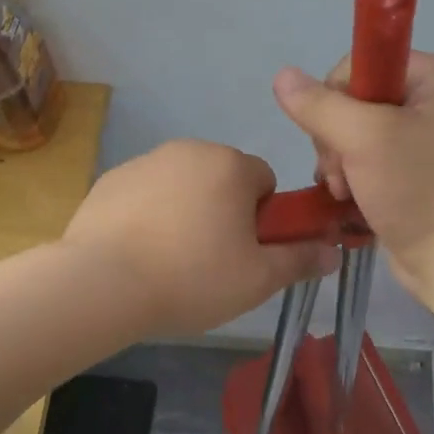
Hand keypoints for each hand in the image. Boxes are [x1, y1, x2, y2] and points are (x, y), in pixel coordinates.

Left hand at [64, 140, 332, 335]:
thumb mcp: (258, 279)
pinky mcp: (110, 180)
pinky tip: (138, 252)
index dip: (263, 218)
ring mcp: (144, 162)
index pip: (265, 180)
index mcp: (230, 165)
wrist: (101, 284)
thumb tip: (332, 252)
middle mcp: (189, 150)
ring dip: (186, 211)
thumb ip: (299, 260)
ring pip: (183, 185)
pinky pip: (146, 194)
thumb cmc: (192, 277)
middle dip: (224, 211)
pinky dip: (149, 215)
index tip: (246, 251)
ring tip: (171, 261)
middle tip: (212, 261)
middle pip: (223, 179)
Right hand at [272, 52, 433, 299]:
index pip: (357, 66)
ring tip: (345, 194)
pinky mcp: (412, 174)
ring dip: (339, 166)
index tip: (339, 138)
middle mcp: (430, 100)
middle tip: (342, 174)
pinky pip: (366, 163)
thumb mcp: (365, 138)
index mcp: (432, 75)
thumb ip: (319, 106)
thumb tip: (282, 76)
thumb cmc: (419, 188)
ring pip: (352, 137)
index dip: (335, 100)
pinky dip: (352, 182)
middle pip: (351, 103)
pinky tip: (348, 202)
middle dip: (335, 140)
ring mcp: (422, 140)